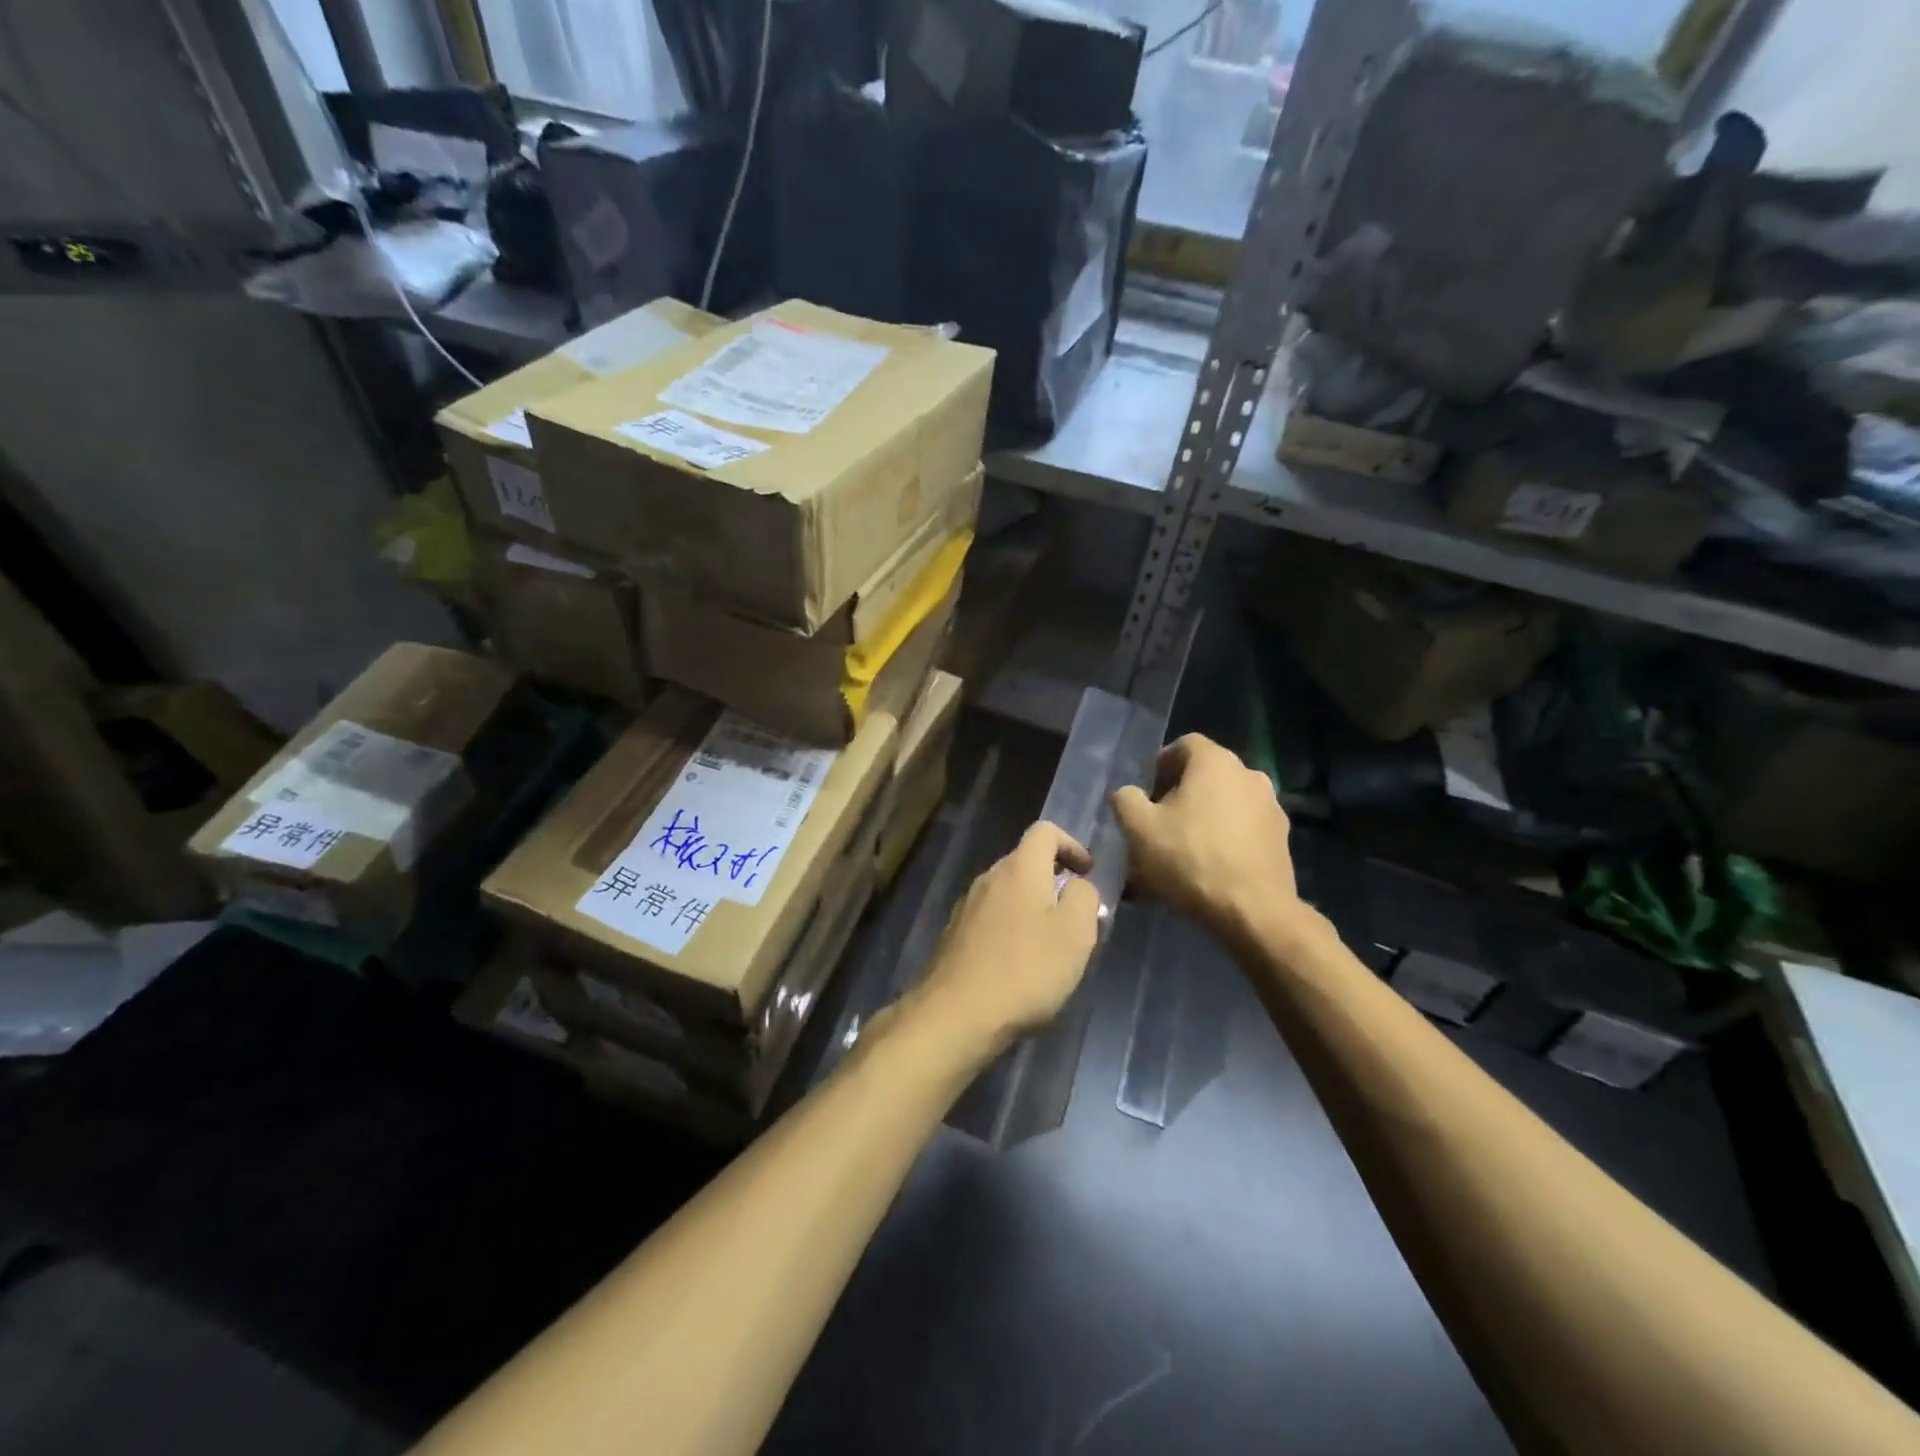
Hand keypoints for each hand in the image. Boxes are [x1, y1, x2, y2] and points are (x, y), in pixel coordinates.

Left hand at [905, 822, 1101, 1059]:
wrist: (957, 1014)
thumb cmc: (1026, 969)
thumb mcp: (1076, 933)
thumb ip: (1084, 897)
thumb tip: (1077, 885)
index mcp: (1019, 868)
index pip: (1045, 831)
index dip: (1071, 844)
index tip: (1087, 872)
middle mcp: (988, 878)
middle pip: (1025, 862)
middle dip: (1054, 880)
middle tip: (1076, 915)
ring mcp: (966, 906)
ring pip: (1007, 892)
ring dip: (1032, 907)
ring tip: (1051, 944)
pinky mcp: (955, 936)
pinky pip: (991, 919)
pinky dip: (1011, 929)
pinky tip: (1020, 965)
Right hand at [1110, 734, 1301, 937]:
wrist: (1252, 911)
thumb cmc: (1189, 859)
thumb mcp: (1139, 828)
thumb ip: (1126, 800)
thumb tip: (1128, 793)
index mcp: (1215, 762)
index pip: (1184, 745)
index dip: (1160, 765)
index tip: (1146, 794)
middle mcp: (1249, 774)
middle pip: (1206, 774)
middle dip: (1179, 794)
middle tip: (1158, 825)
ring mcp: (1271, 806)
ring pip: (1225, 803)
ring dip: (1203, 818)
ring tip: (1181, 851)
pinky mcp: (1281, 839)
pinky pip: (1243, 828)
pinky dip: (1224, 838)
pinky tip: (1207, 868)